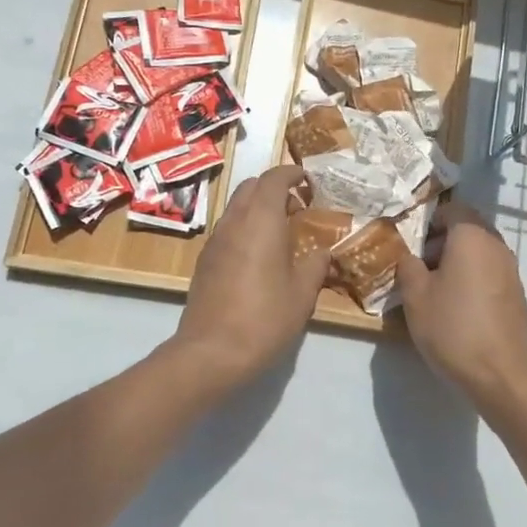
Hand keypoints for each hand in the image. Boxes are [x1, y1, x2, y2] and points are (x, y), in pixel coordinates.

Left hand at [173, 165, 327, 387]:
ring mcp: (215, 241)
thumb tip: (322, 252)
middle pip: (251, 187)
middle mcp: (234, 222)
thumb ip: (315, 265)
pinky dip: (245, 227)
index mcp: (261, 220)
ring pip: (236, 207)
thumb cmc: (264, 318)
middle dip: (273, 188)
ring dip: (258, 208)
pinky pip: (227, 229)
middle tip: (297, 206)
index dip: (291, 173)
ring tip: (281, 231)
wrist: (211, 352)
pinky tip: (259, 255)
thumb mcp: (302, 294)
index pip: (273, 179)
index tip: (307, 179)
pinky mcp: (204, 261)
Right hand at [396, 202, 526, 413]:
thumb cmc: (452, 327)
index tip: (413, 240)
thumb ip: (408, 265)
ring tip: (436, 287)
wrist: (500, 374)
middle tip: (420, 264)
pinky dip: (473, 277)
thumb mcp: (415, 296)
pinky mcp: (517, 294)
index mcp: (471, 237)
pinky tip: (458, 305)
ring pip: (480, 250)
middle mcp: (496, 245)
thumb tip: (409, 254)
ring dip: (458, 259)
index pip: (453, 208)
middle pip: (468, 228)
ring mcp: (511, 270)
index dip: (430, 218)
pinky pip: (490, 271)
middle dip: (442, 240)